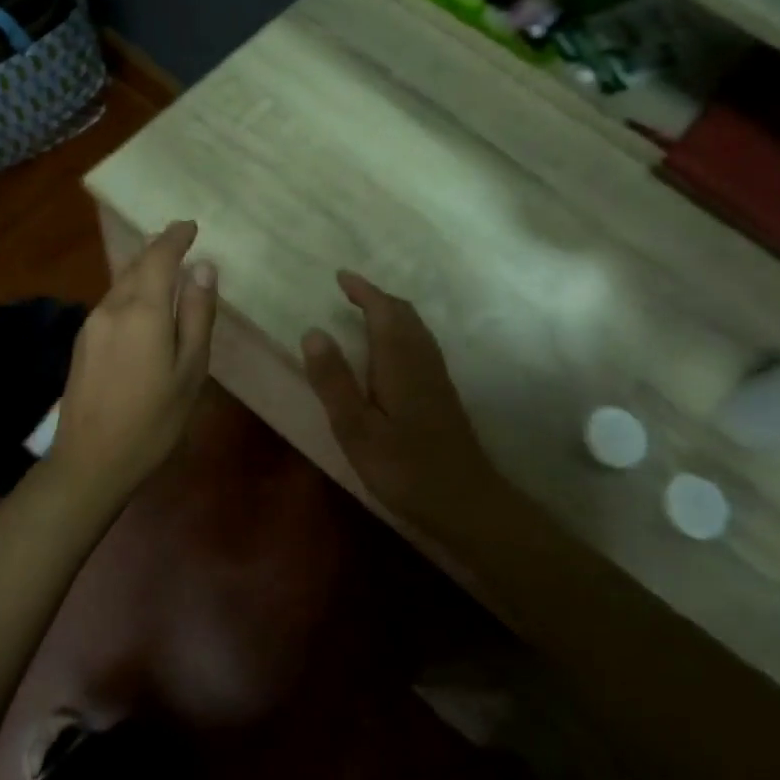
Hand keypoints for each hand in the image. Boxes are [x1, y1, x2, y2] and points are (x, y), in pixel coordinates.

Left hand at [48, 221, 216, 507]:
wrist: (90, 460)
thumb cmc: (153, 420)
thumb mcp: (190, 371)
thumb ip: (197, 316)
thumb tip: (204, 269)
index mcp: (143, 311)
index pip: (159, 258)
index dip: (175, 237)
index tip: (191, 225)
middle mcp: (112, 308)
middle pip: (136, 266)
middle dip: (157, 249)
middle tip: (179, 241)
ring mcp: (91, 325)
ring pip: (121, 284)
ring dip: (143, 271)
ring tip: (165, 269)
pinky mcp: (82, 343)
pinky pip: (111, 304)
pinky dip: (131, 293)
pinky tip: (142, 306)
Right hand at [301, 272, 507, 535]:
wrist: (465, 502)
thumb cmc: (404, 468)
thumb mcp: (356, 428)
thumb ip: (334, 380)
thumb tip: (313, 331)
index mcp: (400, 362)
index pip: (383, 311)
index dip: (363, 291)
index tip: (341, 277)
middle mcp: (423, 360)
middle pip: (404, 315)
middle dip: (377, 297)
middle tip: (350, 292)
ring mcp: (438, 377)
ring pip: (416, 329)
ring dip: (392, 313)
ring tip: (367, 313)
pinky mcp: (443, 395)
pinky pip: (422, 345)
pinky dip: (403, 331)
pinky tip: (393, 353)